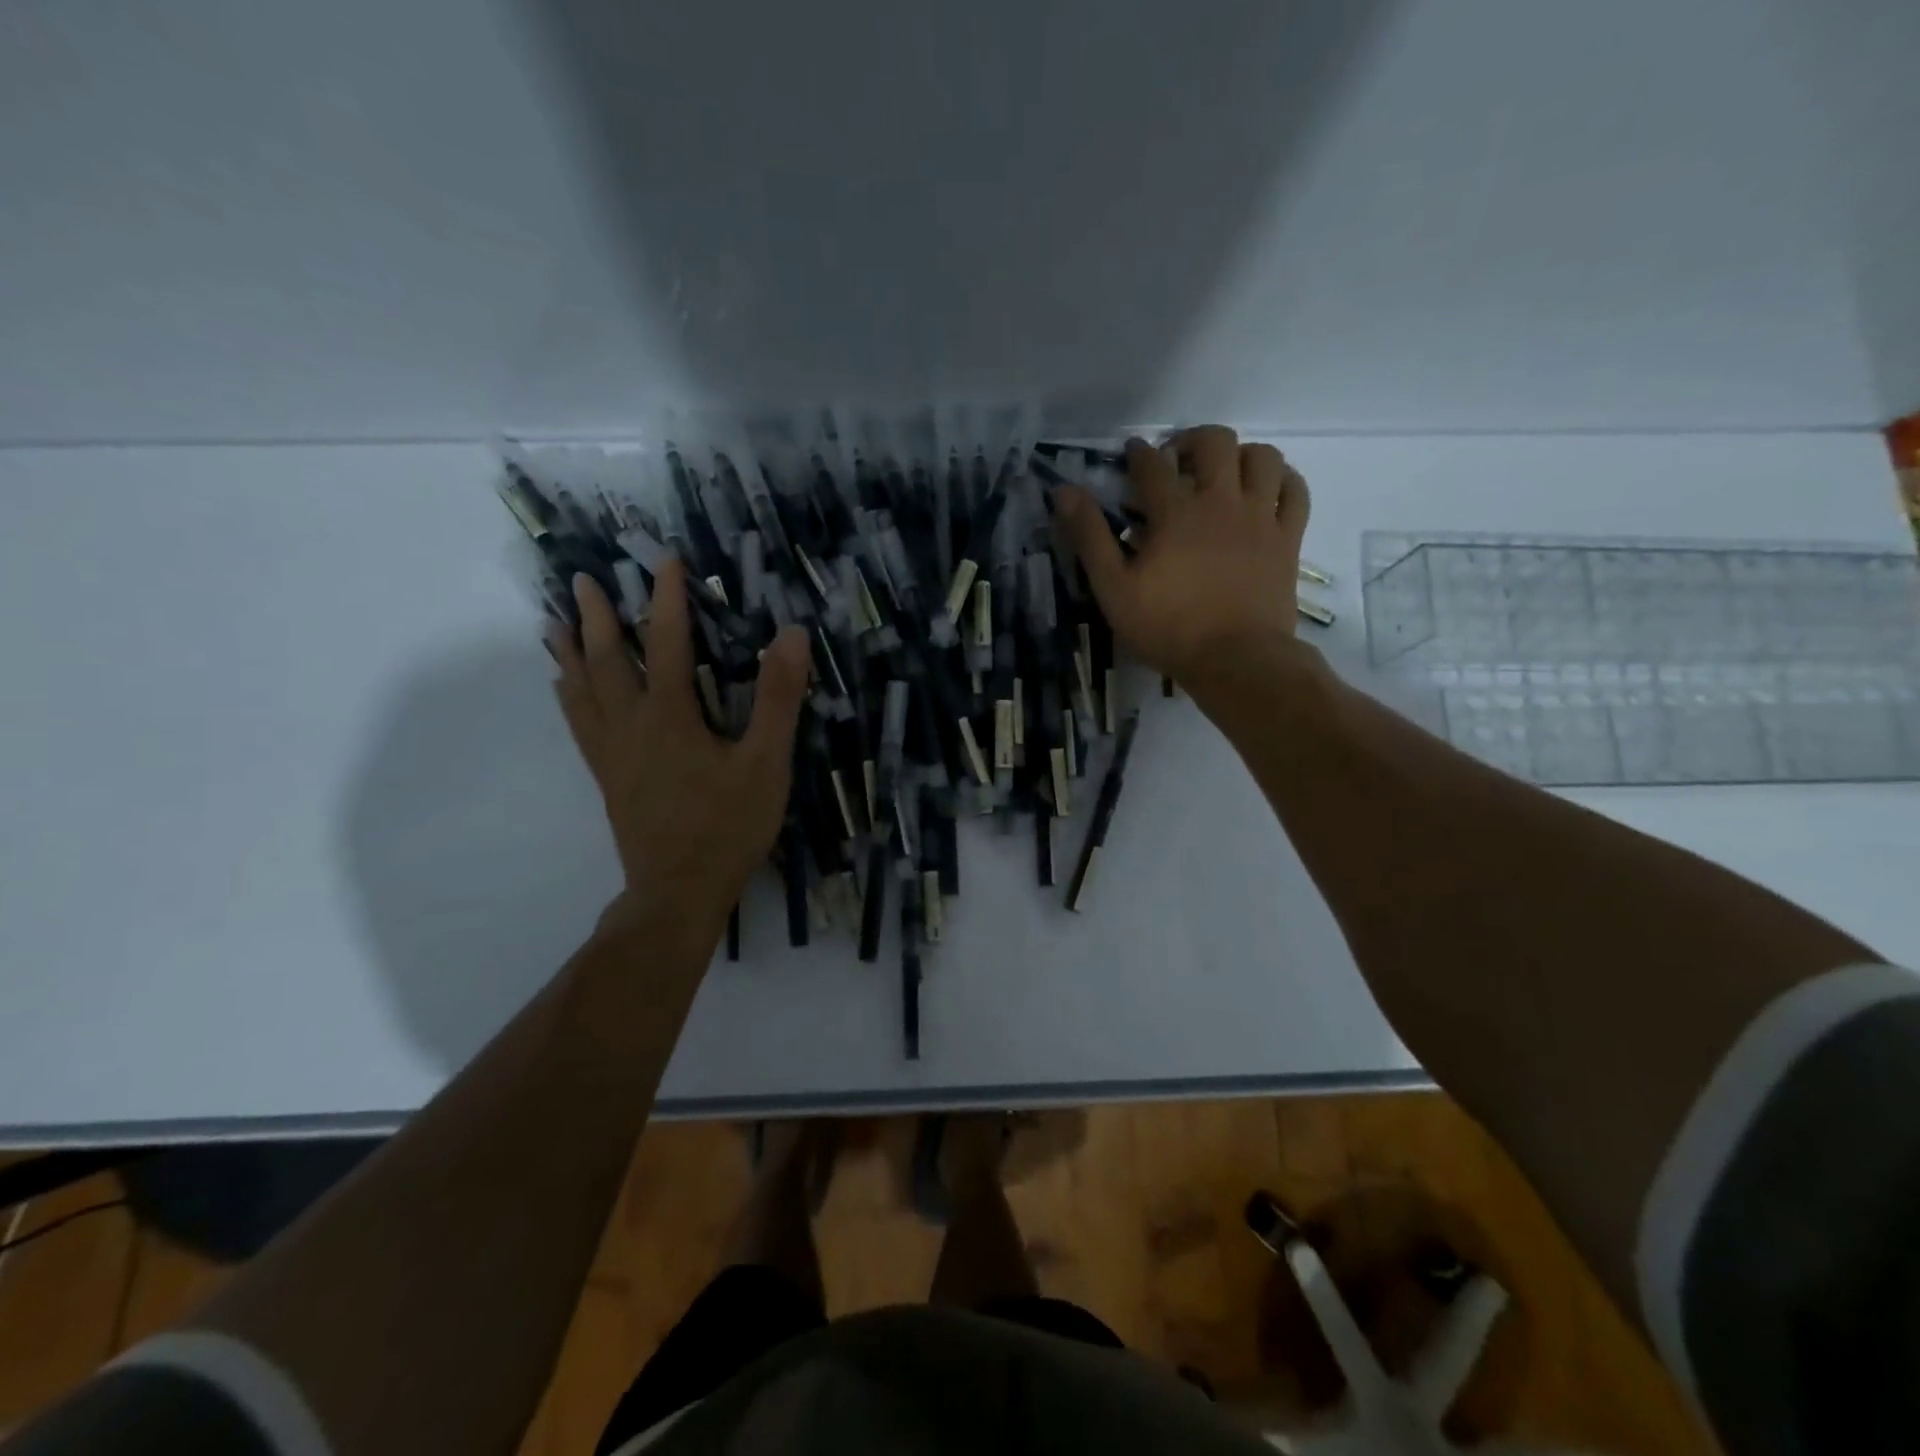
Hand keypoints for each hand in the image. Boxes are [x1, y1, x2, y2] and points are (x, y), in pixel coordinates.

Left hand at [551, 561, 810, 927]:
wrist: (679, 890)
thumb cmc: (728, 826)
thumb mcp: (766, 762)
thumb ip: (777, 697)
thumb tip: (790, 634)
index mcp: (669, 714)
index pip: (665, 642)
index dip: (667, 599)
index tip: (665, 561)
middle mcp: (630, 724)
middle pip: (606, 659)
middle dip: (597, 617)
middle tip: (583, 580)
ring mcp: (612, 752)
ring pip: (582, 690)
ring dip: (570, 651)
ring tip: (555, 621)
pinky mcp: (607, 776)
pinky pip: (579, 724)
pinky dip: (569, 695)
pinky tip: (563, 687)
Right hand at [1054, 426, 1310, 683]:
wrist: (1236, 659)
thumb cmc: (1168, 628)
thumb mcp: (1114, 589)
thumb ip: (1090, 537)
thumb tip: (1064, 491)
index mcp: (1175, 513)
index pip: (1152, 465)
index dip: (1138, 453)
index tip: (1131, 453)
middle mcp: (1221, 502)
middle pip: (1215, 442)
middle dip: (1192, 440)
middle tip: (1178, 460)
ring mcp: (1260, 518)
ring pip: (1263, 457)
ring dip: (1241, 454)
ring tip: (1225, 472)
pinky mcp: (1288, 538)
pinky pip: (1296, 491)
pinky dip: (1282, 479)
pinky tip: (1268, 488)